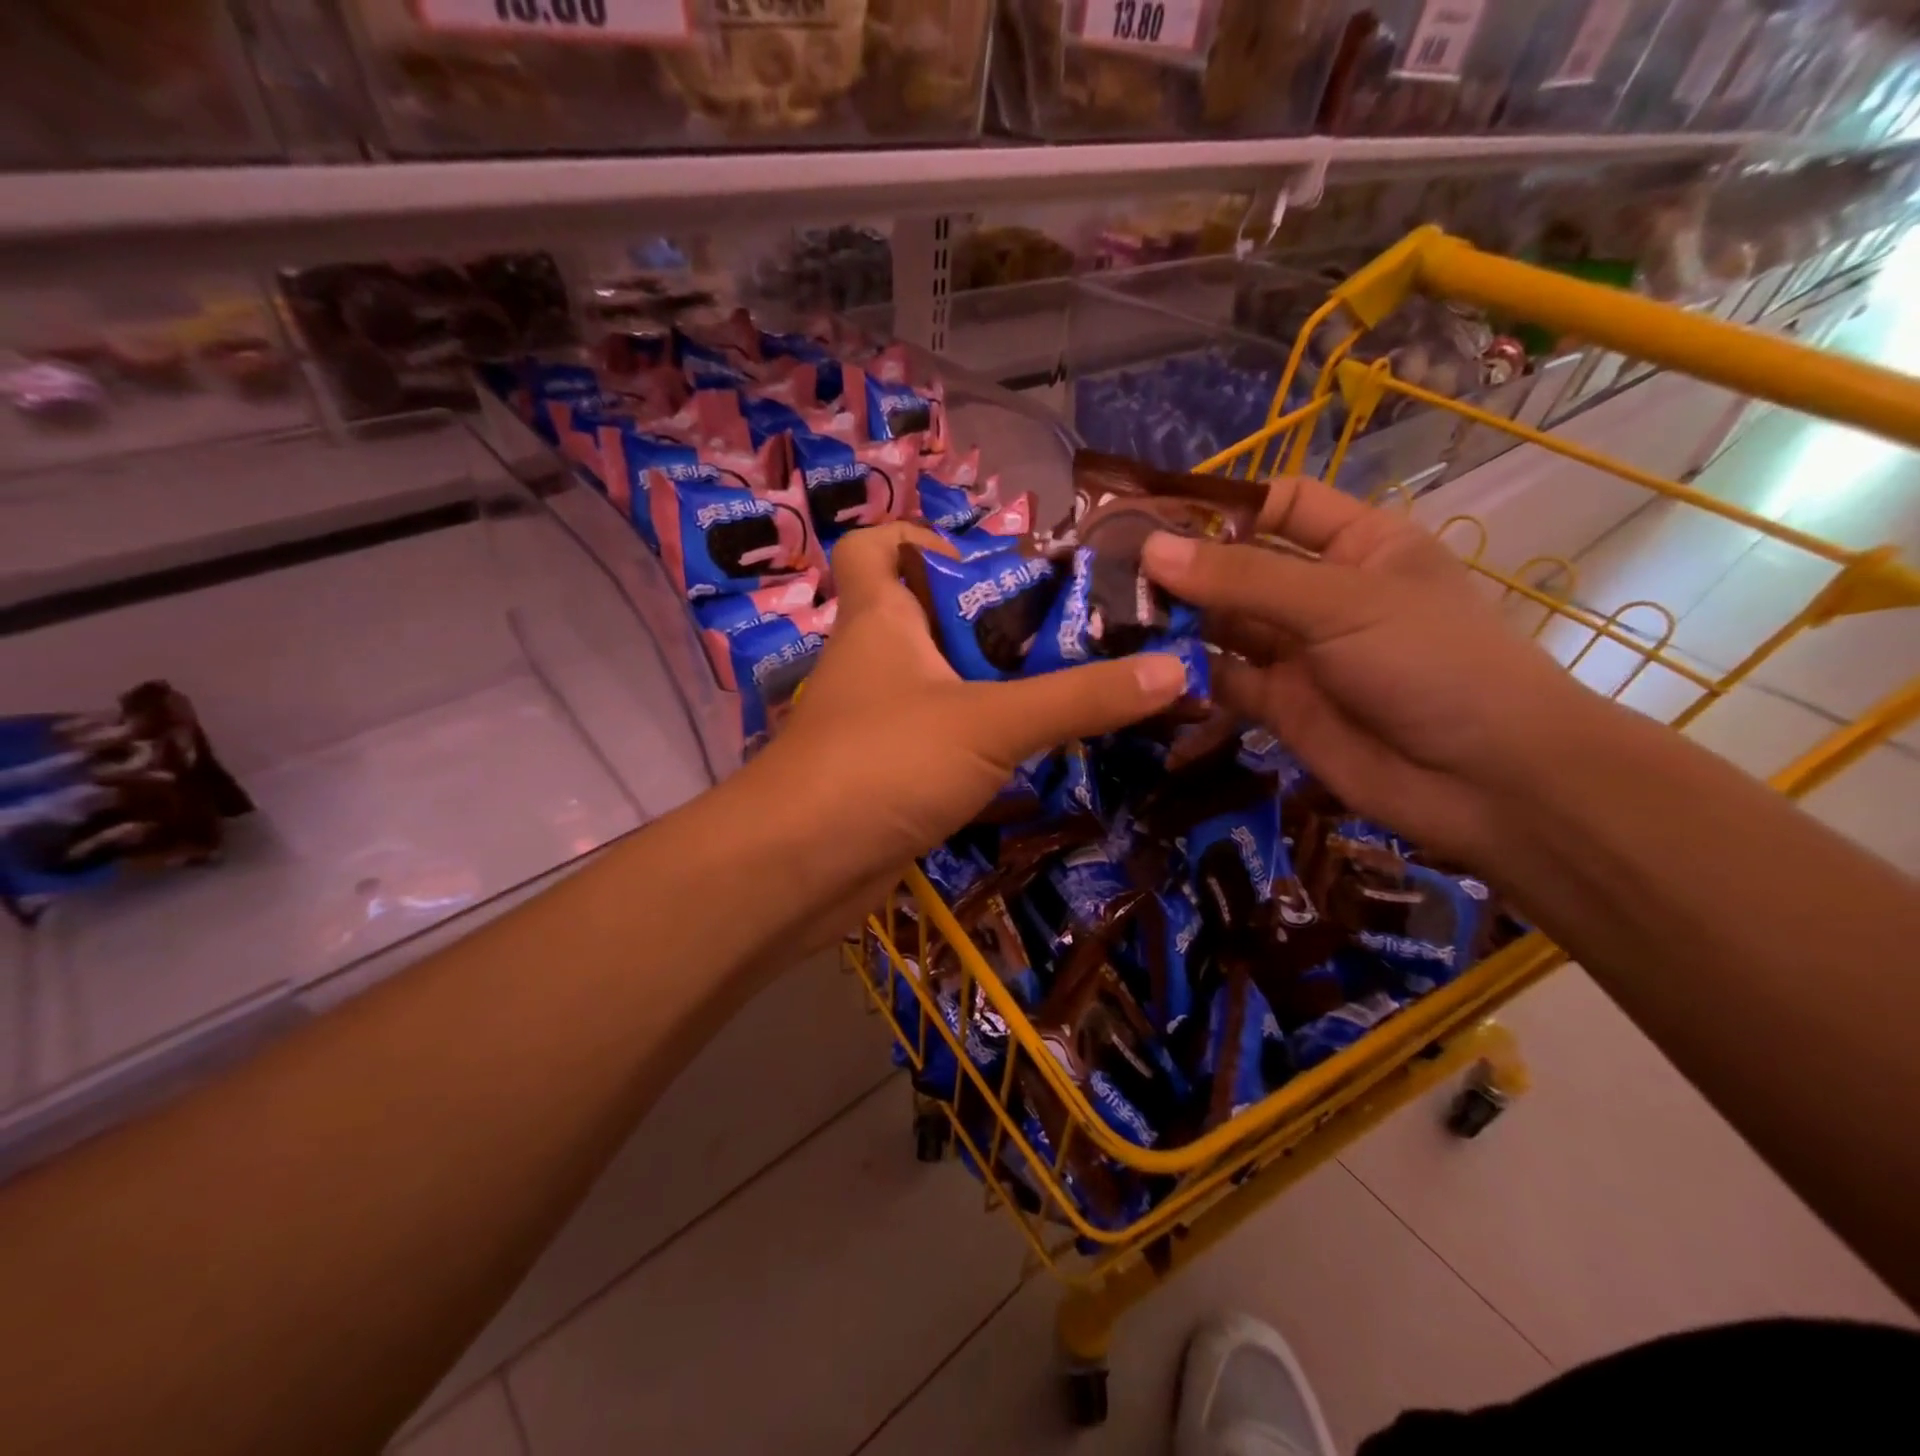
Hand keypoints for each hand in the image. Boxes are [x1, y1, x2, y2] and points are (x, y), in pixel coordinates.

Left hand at [739, 522, 1187, 938]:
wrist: (797, 870)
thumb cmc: (882, 763)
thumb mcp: (990, 722)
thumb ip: (1079, 697)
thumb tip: (1175, 668)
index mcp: (880, 618)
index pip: (876, 543)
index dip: (923, 537)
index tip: (990, 565)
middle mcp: (876, 660)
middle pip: (933, 615)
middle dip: (999, 622)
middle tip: (1073, 635)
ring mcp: (879, 721)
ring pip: (945, 684)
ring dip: (1001, 687)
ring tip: (1078, 691)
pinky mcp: (889, 773)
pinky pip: (945, 740)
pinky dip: (985, 741)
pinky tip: (1038, 755)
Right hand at [1141, 477, 1591, 863]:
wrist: (1485, 783)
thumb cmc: (1430, 663)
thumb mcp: (1340, 604)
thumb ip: (1243, 579)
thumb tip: (1151, 549)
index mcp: (1357, 545)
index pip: (1282, 505)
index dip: (1224, 505)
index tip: (1153, 514)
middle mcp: (1321, 594)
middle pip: (1238, 569)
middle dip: (1181, 570)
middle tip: (1104, 572)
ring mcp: (1297, 653)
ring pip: (1222, 628)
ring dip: (1174, 624)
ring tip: (1106, 620)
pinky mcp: (1277, 707)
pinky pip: (1220, 683)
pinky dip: (1185, 678)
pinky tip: (1139, 672)